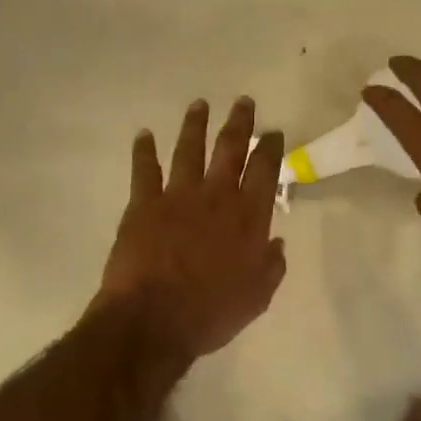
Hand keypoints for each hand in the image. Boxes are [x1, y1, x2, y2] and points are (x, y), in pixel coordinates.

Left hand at [95, 97, 287, 360]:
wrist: (154, 319)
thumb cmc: (211, 313)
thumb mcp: (257, 297)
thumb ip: (271, 266)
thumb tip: (276, 243)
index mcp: (248, 217)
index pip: (265, 171)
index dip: (271, 148)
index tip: (273, 132)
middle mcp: (216, 196)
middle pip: (230, 149)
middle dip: (239, 123)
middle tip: (243, 102)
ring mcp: (178, 196)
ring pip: (189, 150)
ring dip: (195, 125)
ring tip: (199, 105)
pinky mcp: (144, 204)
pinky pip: (144, 169)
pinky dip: (144, 150)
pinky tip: (144, 135)